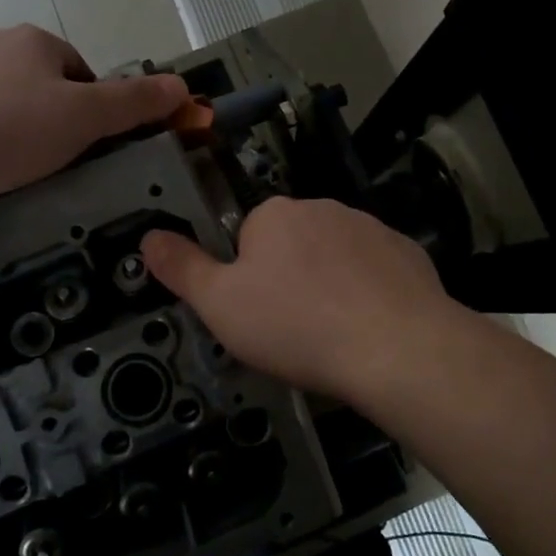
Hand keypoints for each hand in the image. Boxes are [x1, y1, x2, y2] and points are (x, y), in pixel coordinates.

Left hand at [0, 26, 189, 206]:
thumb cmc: (10, 131)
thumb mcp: (86, 119)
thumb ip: (135, 102)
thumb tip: (182, 86)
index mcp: (35, 40)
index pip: (81, 69)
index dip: (93, 107)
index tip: (86, 144)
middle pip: (42, 81)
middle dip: (53, 115)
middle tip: (52, 158)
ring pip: (3, 96)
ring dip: (15, 124)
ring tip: (12, 166)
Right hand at [141, 197, 458, 399]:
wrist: (395, 347)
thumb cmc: (296, 325)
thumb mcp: (221, 305)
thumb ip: (182, 268)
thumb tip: (148, 238)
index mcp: (274, 214)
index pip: (248, 237)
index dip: (248, 277)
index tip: (259, 314)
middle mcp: (322, 208)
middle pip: (293, 243)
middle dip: (290, 277)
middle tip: (293, 328)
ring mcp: (370, 227)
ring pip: (336, 256)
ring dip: (330, 283)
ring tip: (334, 333)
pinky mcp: (407, 252)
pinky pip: (376, 270)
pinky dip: (370, 291)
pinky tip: (371, 327)